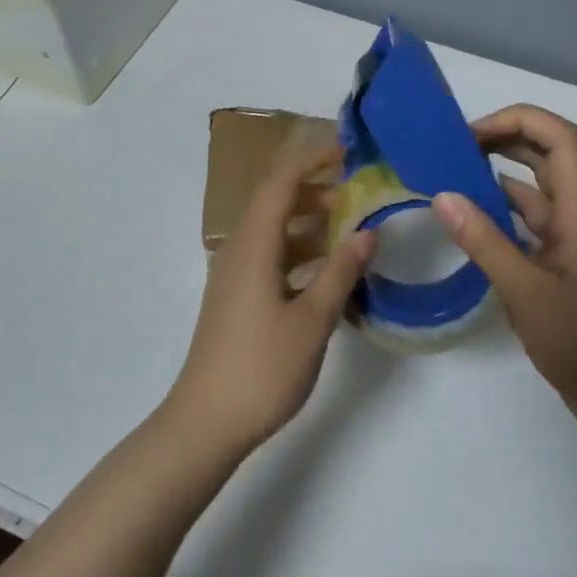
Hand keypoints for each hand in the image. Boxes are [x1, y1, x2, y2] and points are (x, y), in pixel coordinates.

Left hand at [166, 142, 374, 457]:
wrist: (206, 422)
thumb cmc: (262, 367)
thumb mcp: (313, 319)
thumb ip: (342, 271)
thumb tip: (369, 231)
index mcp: (253, 245)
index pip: (280, 182)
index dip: (312, 160)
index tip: (348, 154)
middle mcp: (238, 250)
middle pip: (274, 202)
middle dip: (315, 191)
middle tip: (357, 197)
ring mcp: (234, 275)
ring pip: (273, 232)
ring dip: (308, 224)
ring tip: (349, 231)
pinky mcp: (236, 298)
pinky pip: (270, 258)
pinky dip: (298, 253)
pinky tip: (327, 273)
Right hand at [432, 104, 576, 433]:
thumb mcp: (527, 293)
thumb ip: (484, 243)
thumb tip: (442, 195)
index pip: (561, 141)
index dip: (520, 121)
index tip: (472, 133)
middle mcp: (576, 219)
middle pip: (547, 157)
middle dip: (504, 139)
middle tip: (454, 148)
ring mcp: (567, 244)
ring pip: (534, 192)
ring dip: (497, 177)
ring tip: (450, 178)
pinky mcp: (557, 267)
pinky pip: (526, 226)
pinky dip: (497, 216)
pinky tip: (467, 224)